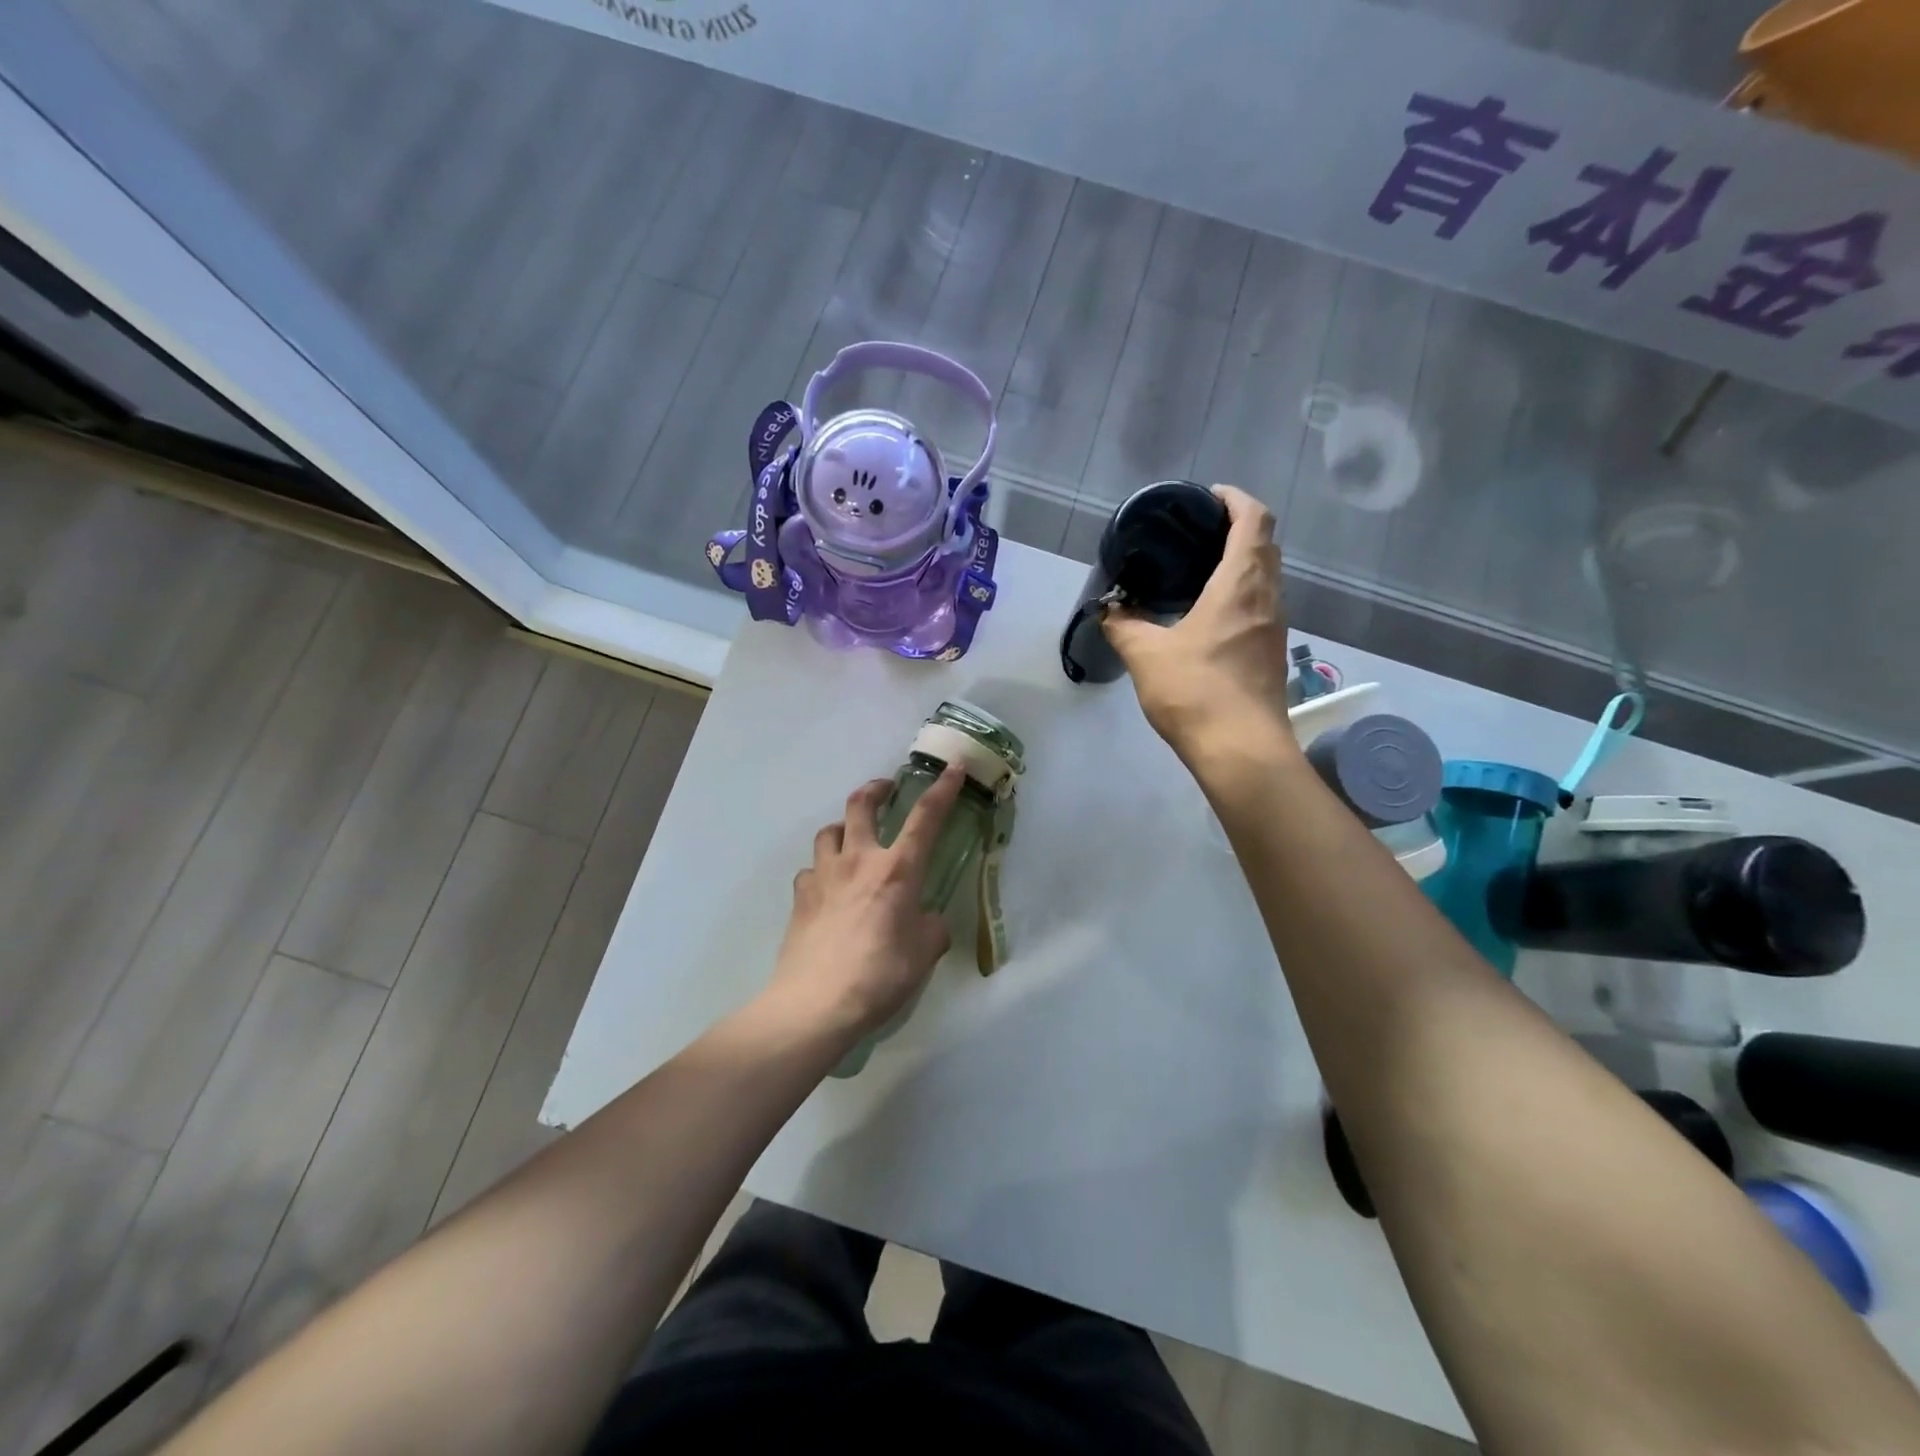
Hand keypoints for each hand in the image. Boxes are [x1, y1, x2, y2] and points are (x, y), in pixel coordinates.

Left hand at [769, 766, 966, 1037]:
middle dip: (875, 789)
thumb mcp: (924, 953)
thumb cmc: (880, 975)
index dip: (942, 789)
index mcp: (897, 870)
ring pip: (828, 832)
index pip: (925, 818)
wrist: (816, 1004)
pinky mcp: (800, 897)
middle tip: (886, 790)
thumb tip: (925, 920)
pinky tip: (827, 888)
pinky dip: (821, 870)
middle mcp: (858, 861)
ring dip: (842, 828)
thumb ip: (931, 928)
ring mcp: (823, 876)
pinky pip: (811, 870)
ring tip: (851, 839)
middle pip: (860, 805)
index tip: (953, 767)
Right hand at [1102, 485, 1295, 763]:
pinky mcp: (1271, 654)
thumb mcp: (1147, 655)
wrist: (1241, 750)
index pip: (1254, 519)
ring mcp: (1275, 628)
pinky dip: (1240, 594)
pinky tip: (1208, 615)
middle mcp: (1268, 598)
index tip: (1207, 497)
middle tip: (1195, 534)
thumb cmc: (1196, 692)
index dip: (1235, 499)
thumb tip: (1109, 611)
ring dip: (1241, 564)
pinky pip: (1260, 606)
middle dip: (1237, 528)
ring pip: (1266, 578)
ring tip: (1198, 571)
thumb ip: (1124, 626)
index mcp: (1241, 584)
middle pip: (1265, 545)